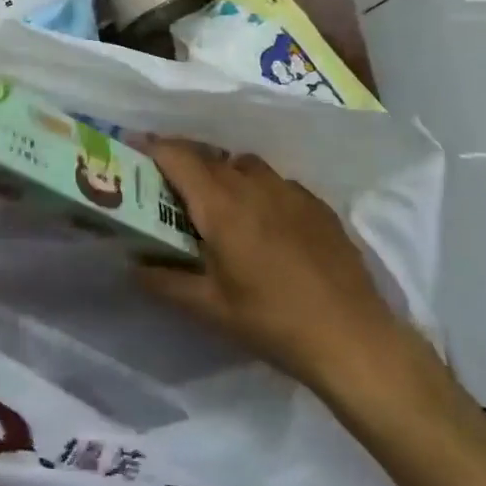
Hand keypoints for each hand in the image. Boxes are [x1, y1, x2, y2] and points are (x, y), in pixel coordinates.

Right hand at [137, 141, 425, 410]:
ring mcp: (289, 191)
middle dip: (182, 160)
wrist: (354, 339)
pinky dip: (258, 189)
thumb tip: (131, 264)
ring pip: (243, 164)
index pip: (177, 156)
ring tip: (217, 201)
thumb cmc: (272, 321)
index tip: (132, 148)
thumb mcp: (208, 308)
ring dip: (222, 172)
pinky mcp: (317, 205)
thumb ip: (163, 281)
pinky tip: (264, 221)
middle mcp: (252, 185)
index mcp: (220, 205)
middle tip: (166, 182)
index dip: (151, 147)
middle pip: (208, 155)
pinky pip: (276, 182)